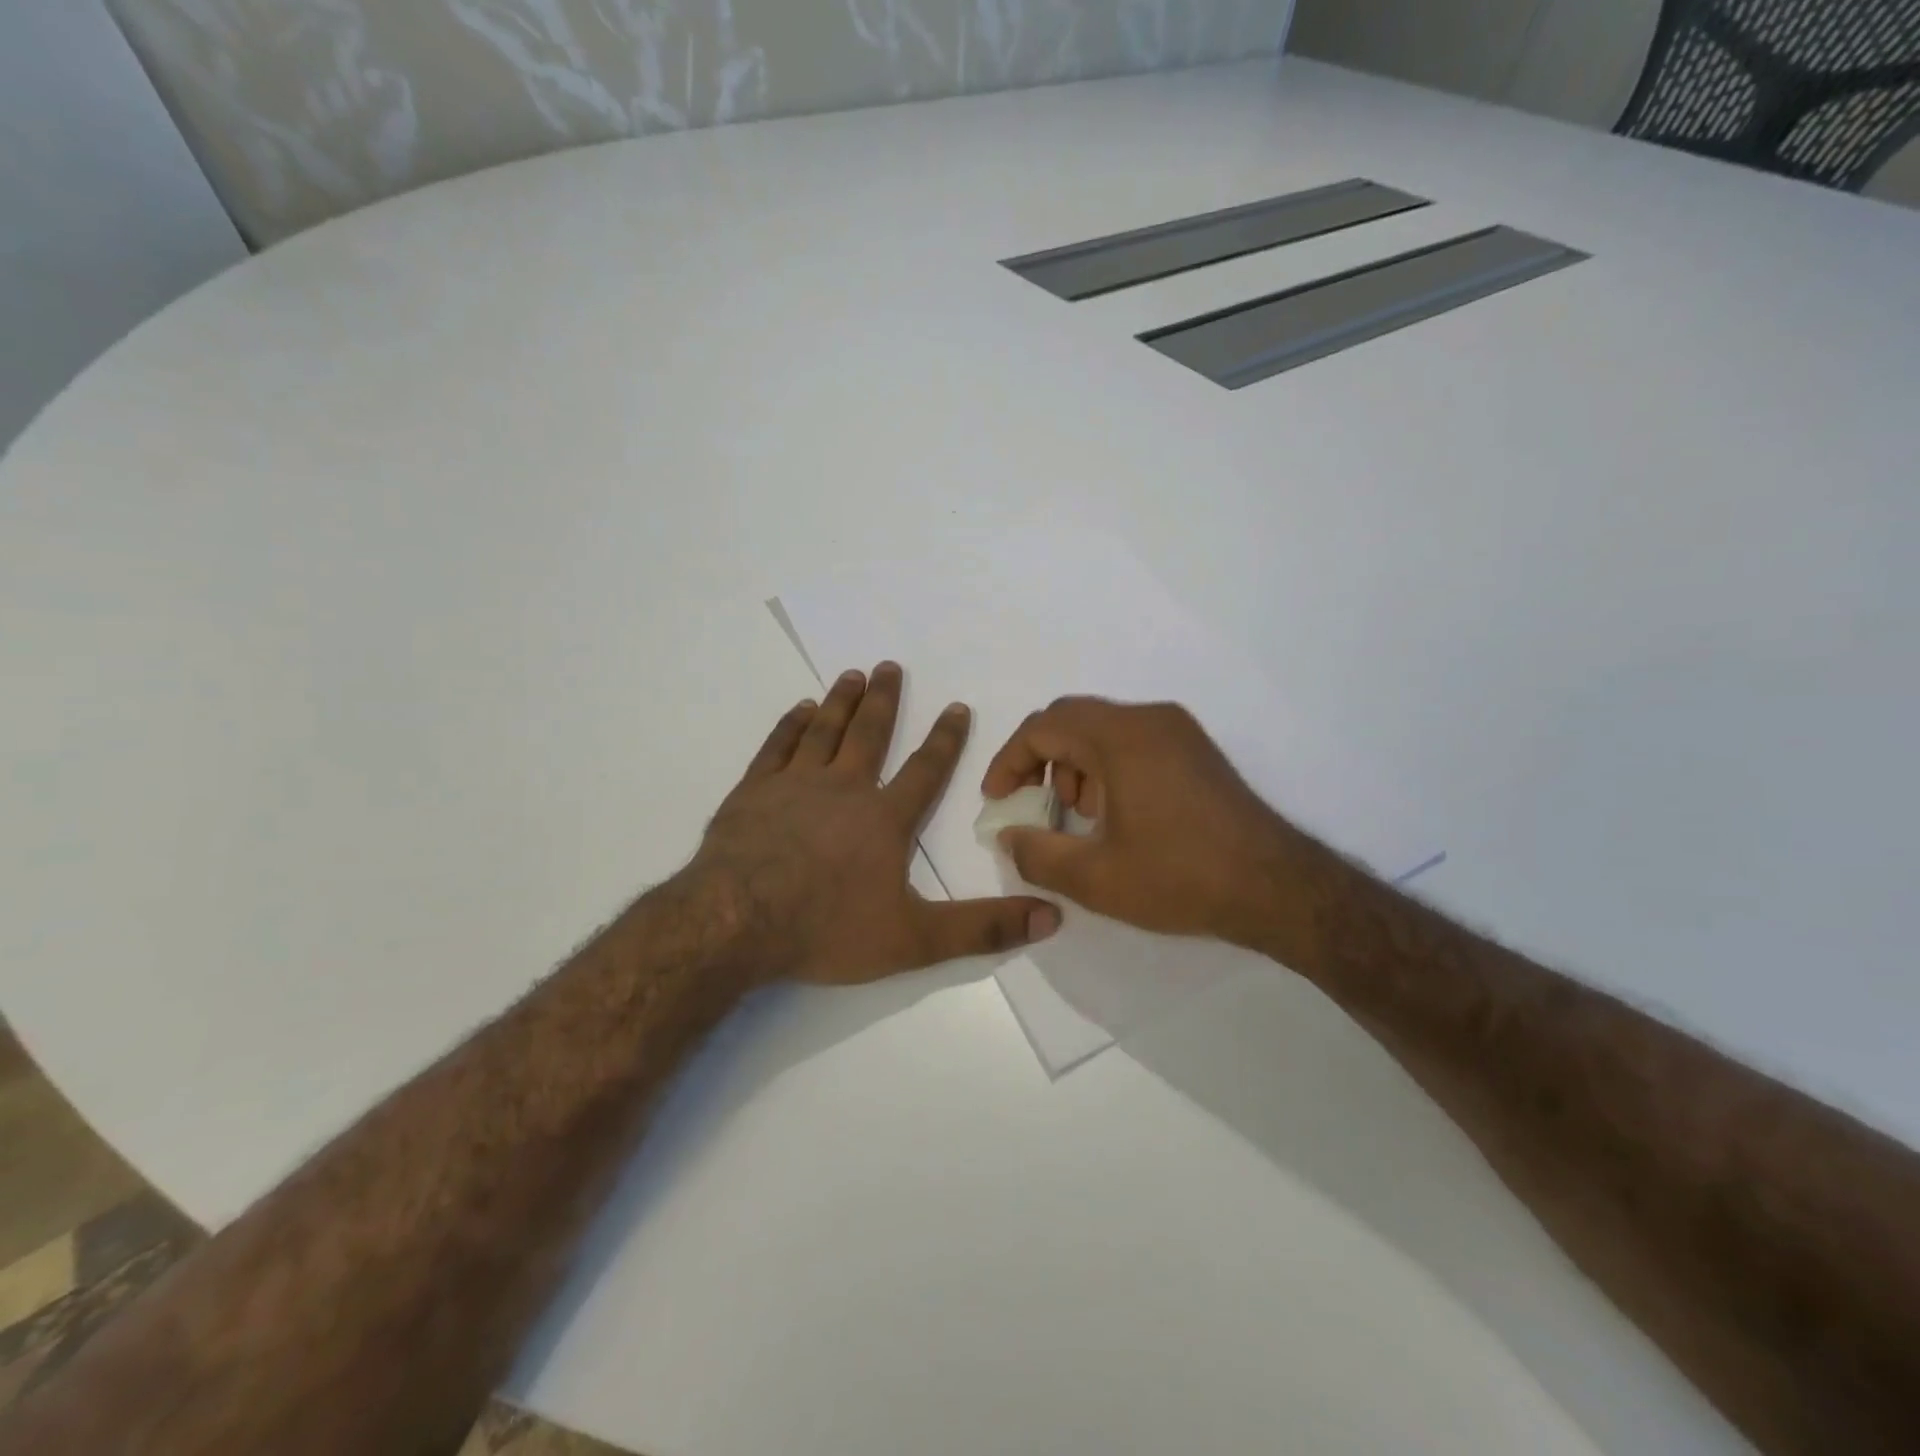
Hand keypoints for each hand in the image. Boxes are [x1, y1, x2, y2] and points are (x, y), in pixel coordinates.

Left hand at [691, 663, 1060, 984]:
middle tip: (890, 665)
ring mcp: (794, 785)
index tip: (957, 706)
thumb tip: (1050, 917)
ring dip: (841, 701)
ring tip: (852, 674)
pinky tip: (800, 709)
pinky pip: (777, 746)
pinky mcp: (753, 791)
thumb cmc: (826, 928)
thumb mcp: (914, 940)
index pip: (925, 770)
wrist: (735, 922)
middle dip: (884, 700)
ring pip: (824, 730)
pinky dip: (791, 724)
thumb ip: (981, 928)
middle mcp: (843, 789)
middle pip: (869, 734)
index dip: (946, 739)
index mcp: (884, 819)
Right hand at [981, 697, 1307, 949]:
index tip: (997, 800)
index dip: (1009, 761)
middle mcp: (1149, 719)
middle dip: (1039, 760)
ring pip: (1102, 730)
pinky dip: (1105, 767)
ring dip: (1073, 764)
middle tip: (1029, 803)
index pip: (1043, 727)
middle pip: (1071, 719)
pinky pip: (1132, 741)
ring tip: (1076, 816)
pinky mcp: (1195, 750)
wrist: (1276, 887)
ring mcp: (1178, 731)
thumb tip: (1008, 837)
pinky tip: (1113, 814)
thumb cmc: (1180, 877)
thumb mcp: (1095, 878)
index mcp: (1120, 737)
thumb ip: (1037, 854)